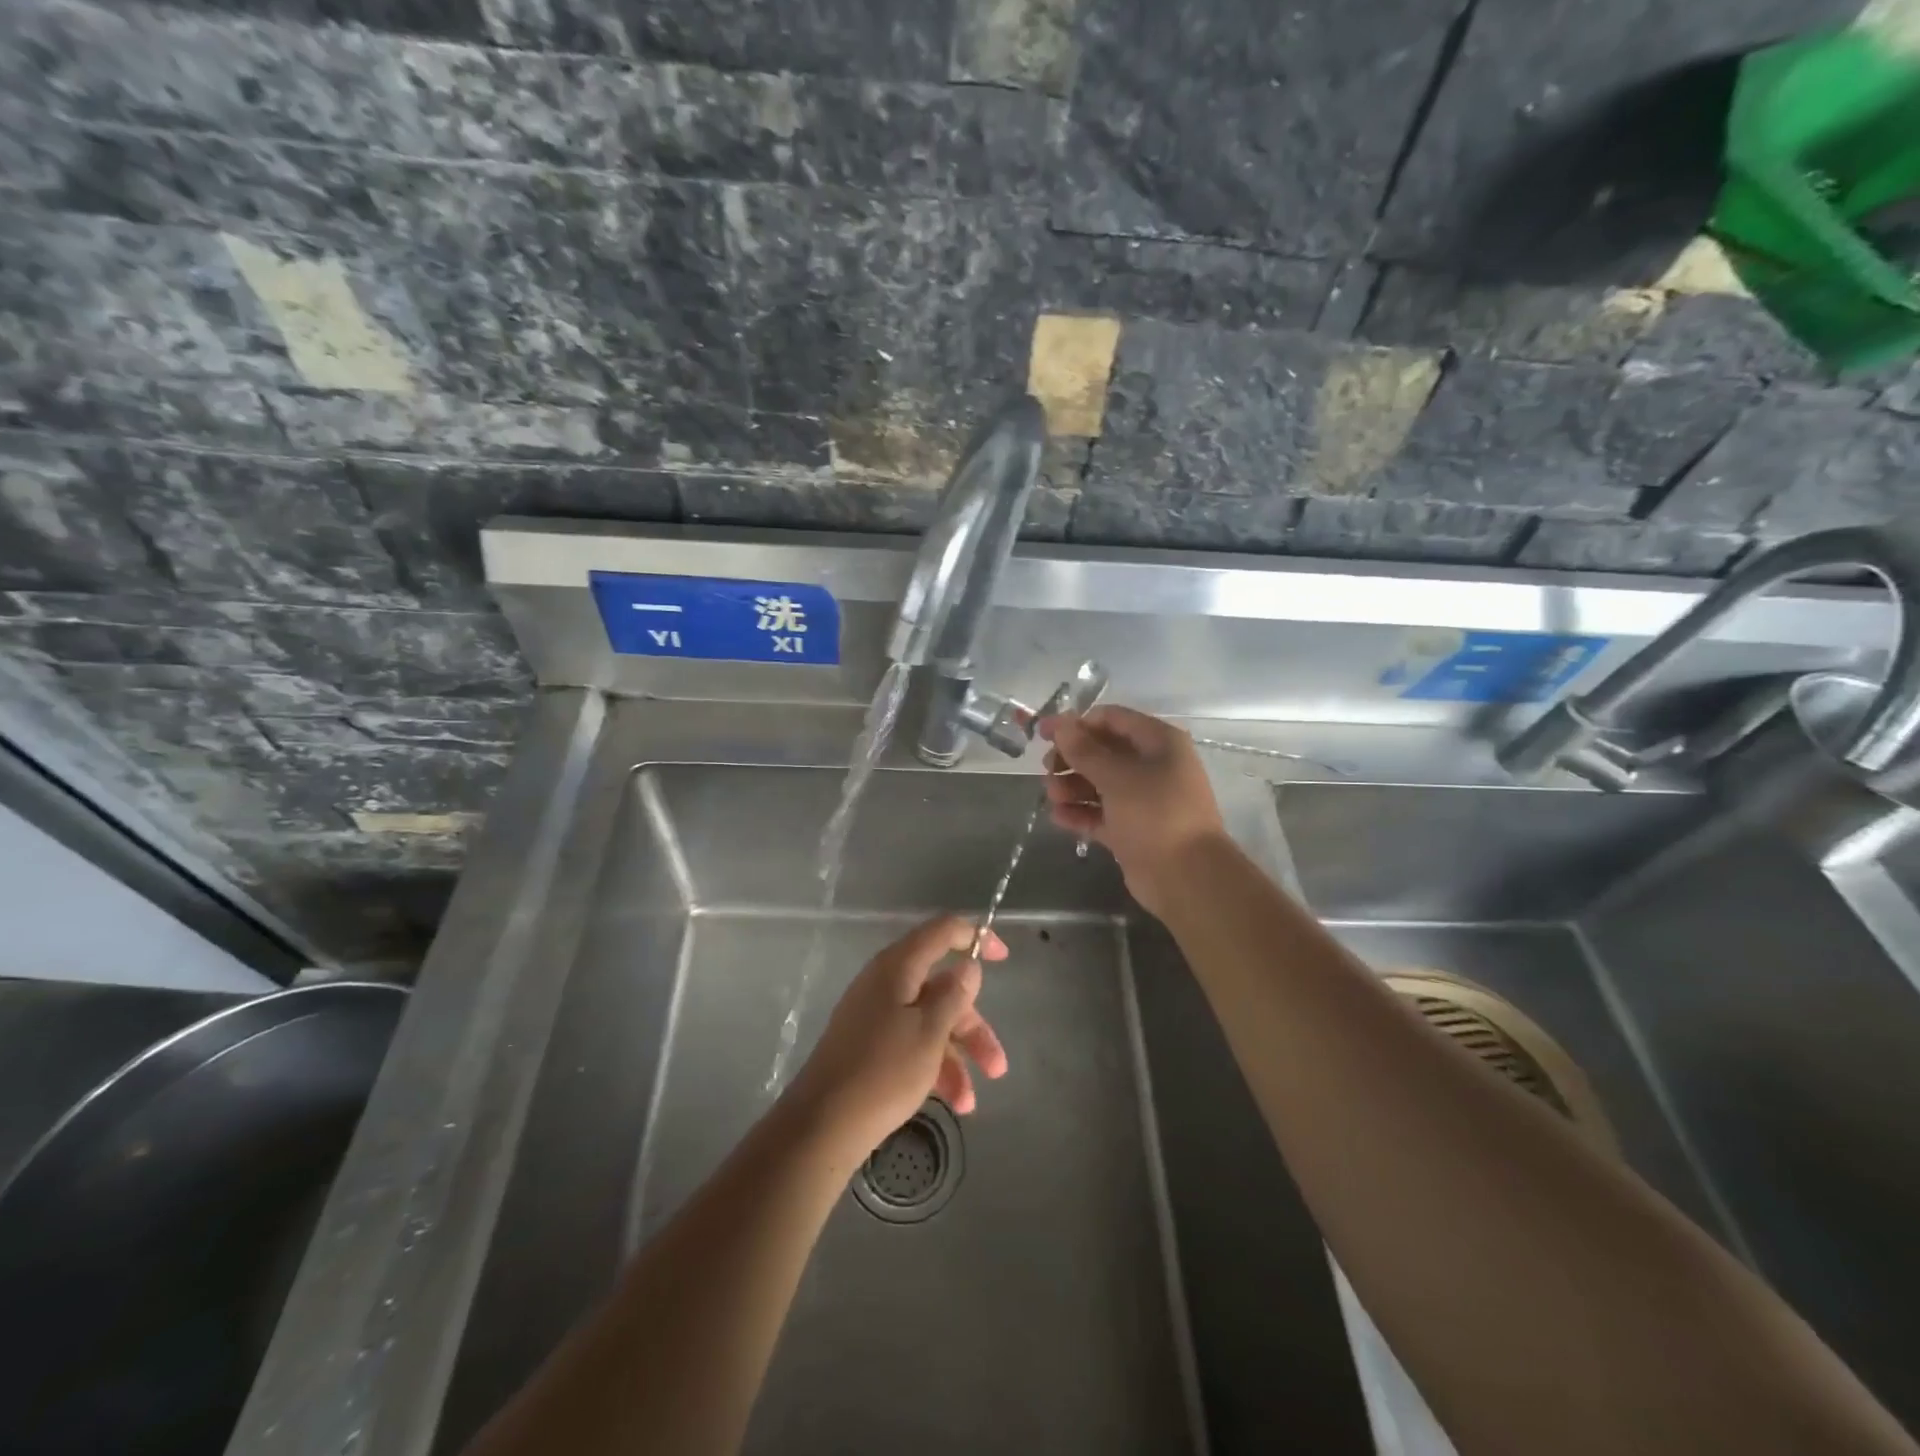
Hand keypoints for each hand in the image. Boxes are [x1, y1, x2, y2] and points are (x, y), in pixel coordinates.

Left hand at [786, 915, 1009, 1156]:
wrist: (821, 1126)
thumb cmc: (883, 1071)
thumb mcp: (930, 1032)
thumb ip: (953, 995)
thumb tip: (966, 966)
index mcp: (898, 966)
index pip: (942, 931)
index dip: (975, 937)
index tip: (1003, 958)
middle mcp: (886, 983)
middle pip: (941, 988)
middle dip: (973, 1026)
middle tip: (997, 1065)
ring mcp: (875, 1015)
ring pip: (930, 1021)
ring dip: (957, 1056)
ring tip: (970, 1102)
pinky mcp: (869, 1045)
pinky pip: (912, 1043)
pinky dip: (933, 1067)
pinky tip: (952, 1102)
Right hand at [1039, 705, 1228, 917]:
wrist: (1186, 878)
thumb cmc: (1155, 814)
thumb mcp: (1117, 777)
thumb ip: (1085, 750)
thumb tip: (1061, 724)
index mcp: (1159, 742)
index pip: (1112, 719)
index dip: (1076, 724)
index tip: (1044, 733)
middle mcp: (1153, 766)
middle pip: (1103, 752)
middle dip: (1071, 759)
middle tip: (1047, 770)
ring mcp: (1143, 800)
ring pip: (1100, 784)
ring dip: (1072, 787)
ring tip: (1052, 797)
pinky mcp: (1133, 829)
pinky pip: (1101, 814)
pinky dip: (1080, 813)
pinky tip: (1058, 817)